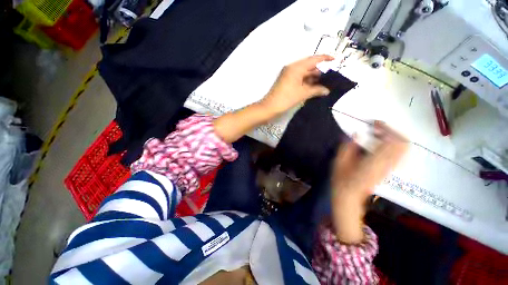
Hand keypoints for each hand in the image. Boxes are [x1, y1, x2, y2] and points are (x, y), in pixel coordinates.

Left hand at [260, 55, 333, 113]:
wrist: (270, 107)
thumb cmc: (286, 99)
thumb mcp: (303, 93)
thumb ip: (317, 90)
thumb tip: (327, 90)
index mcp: (296, 67)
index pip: (313, 59)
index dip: (325, 58)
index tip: (335, 60)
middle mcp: (292, 68)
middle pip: (309, 66)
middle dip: (319, 71)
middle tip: (330, 78)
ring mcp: (288, 75)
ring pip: (304, 73)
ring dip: (313, 78)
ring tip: (323, 84)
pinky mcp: (286, 81)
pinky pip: (299, 78)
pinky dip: (306, 82)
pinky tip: (313, 87)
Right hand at [331, 121, 407, 242]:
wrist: (349, 196)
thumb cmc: (341, 179)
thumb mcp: (339, 162)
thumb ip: (348, 147)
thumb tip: (356, 134)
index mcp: (375, 162)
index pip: (393, 141)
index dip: (386, 128)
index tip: (374, 123)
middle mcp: (387, 164)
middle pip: (403, 143)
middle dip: (392, 131)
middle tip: (376, 127)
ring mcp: (389, 168)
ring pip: (402, 148)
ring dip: (392, 137)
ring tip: (376, 134)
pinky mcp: (388, 170)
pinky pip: (397, 154)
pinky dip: (391, 144)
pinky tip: (378, 143)